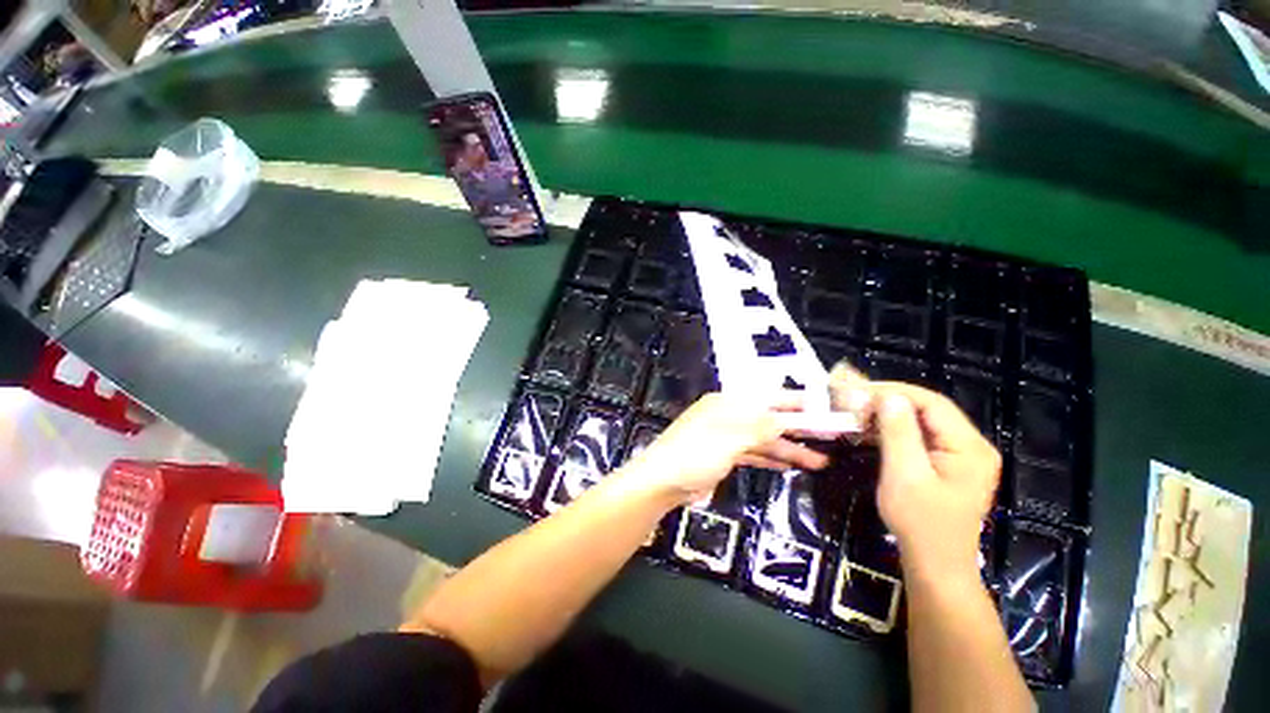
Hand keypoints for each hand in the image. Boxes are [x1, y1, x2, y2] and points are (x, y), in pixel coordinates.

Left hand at [630, 392, 830, 505]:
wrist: (663, 481)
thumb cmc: (695, 453)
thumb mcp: (731, 438)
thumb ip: (761, 428)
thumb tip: (786, 420)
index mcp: (728, 403)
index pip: (768, 398)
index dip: (795, 403)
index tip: (823, 409)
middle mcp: (729, 416)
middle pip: (768, 420)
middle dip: (797, 428)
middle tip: (830, 438)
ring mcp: (726, 437)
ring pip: (763, 440)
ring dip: (788, 449)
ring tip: (819, 461)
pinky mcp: (724, 456)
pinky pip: (753, 454)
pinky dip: (770, 458)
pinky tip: (789, 465)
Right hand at [829, 367, 1000, 584]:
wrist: (936, 565)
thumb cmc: (920, 523)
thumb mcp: (905, 475)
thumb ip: (899, 433)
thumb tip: (889, 396)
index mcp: (969, 447)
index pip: (932, 403)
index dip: (895, 391)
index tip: (860, 389)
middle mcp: (972, 445)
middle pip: (929, 410)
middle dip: (890, 401)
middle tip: (854, 400)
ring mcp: (962, 456)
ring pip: (923, 421)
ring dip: (889, 415)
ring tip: (858, 413)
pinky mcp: (949, 464)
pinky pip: (921, 437)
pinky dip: (895, 431)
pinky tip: (872, 431)